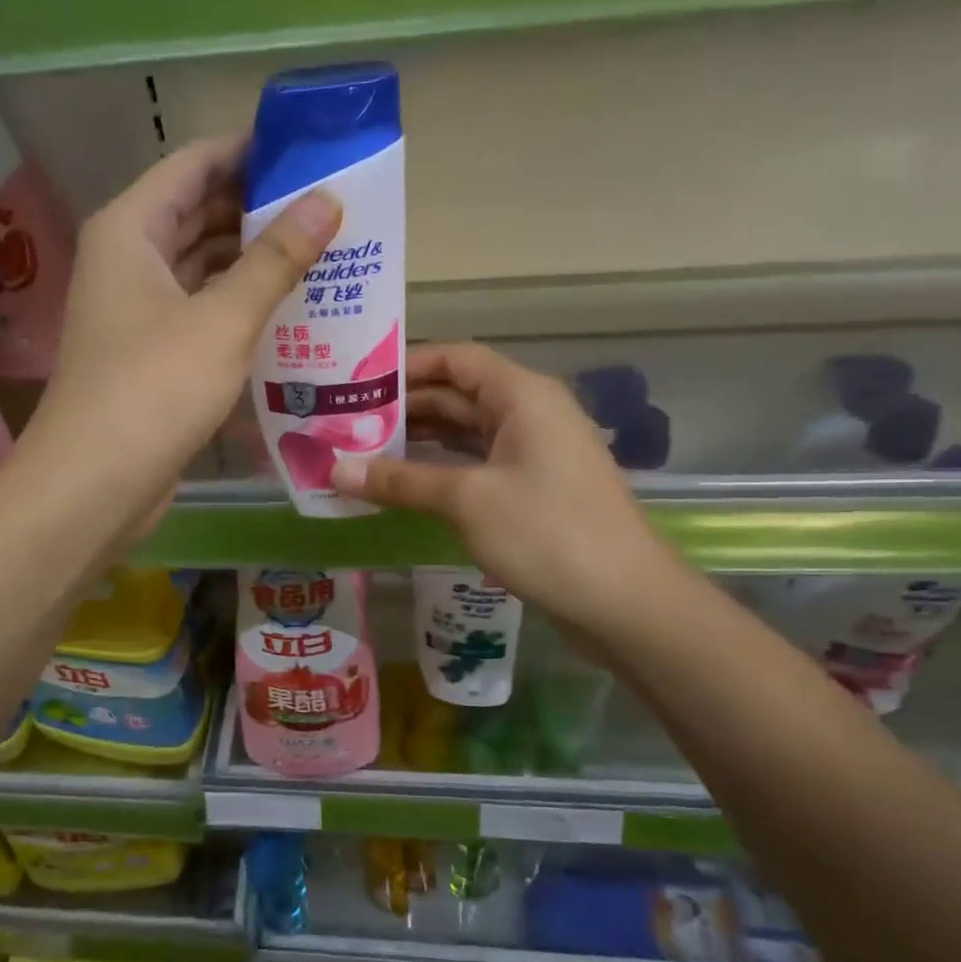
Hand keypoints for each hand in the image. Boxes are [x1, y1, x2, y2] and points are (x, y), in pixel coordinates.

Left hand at [20, 136, 341, 531]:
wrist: (95, 484)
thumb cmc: (154, 388)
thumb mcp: (223, 319)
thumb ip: (275, 258)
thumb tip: (326, 199)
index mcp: (130, 229)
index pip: (195, 164)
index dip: (250, 150)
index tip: (310, 149)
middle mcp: (127, 259)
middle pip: (197, 211)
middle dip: (258, 206)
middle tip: (329, 206)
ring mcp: (136, 309)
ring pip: (201, 264)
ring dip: (252, 259)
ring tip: (321, 252)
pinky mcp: (150, 353)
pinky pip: (200, 309)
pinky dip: (237, 303)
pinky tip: (287, 309)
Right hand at [333, 343, 682, 636]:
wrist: (625, 602)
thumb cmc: (547, 533)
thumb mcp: (466, 500)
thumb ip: (400, 481)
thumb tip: (335, 470)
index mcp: (521, 395)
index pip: (455, 358)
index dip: (405, 365)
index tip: (355, 382)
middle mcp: (529, 413)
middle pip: (457, 393)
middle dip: (404, 406)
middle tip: (345, 421)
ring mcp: (534, 453)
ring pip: (465, 432)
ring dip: (419, 440)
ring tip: (362, 449)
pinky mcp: (533, 489)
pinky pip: (477, 464)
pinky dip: (440, 469)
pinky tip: (403, 484)